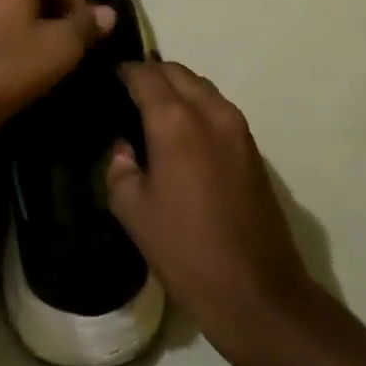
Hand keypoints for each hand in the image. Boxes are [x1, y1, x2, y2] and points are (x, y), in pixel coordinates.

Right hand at [107, 61, 320, 365]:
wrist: (258, 293)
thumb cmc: (186, 251)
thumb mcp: (133, 212)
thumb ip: (119, 168)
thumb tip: (124, 148)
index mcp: (175, 122)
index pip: (145, 75)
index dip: (123, 72)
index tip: (107, 80)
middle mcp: (210, 111)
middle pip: (177, 72)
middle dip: (151, 75)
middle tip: (128, 95)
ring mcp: (237, 127)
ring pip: (201, 87)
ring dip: (177, 89)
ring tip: (153, 113)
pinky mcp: (253, 147)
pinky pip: (218, 108)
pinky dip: (196, 107)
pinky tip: (181, 135)